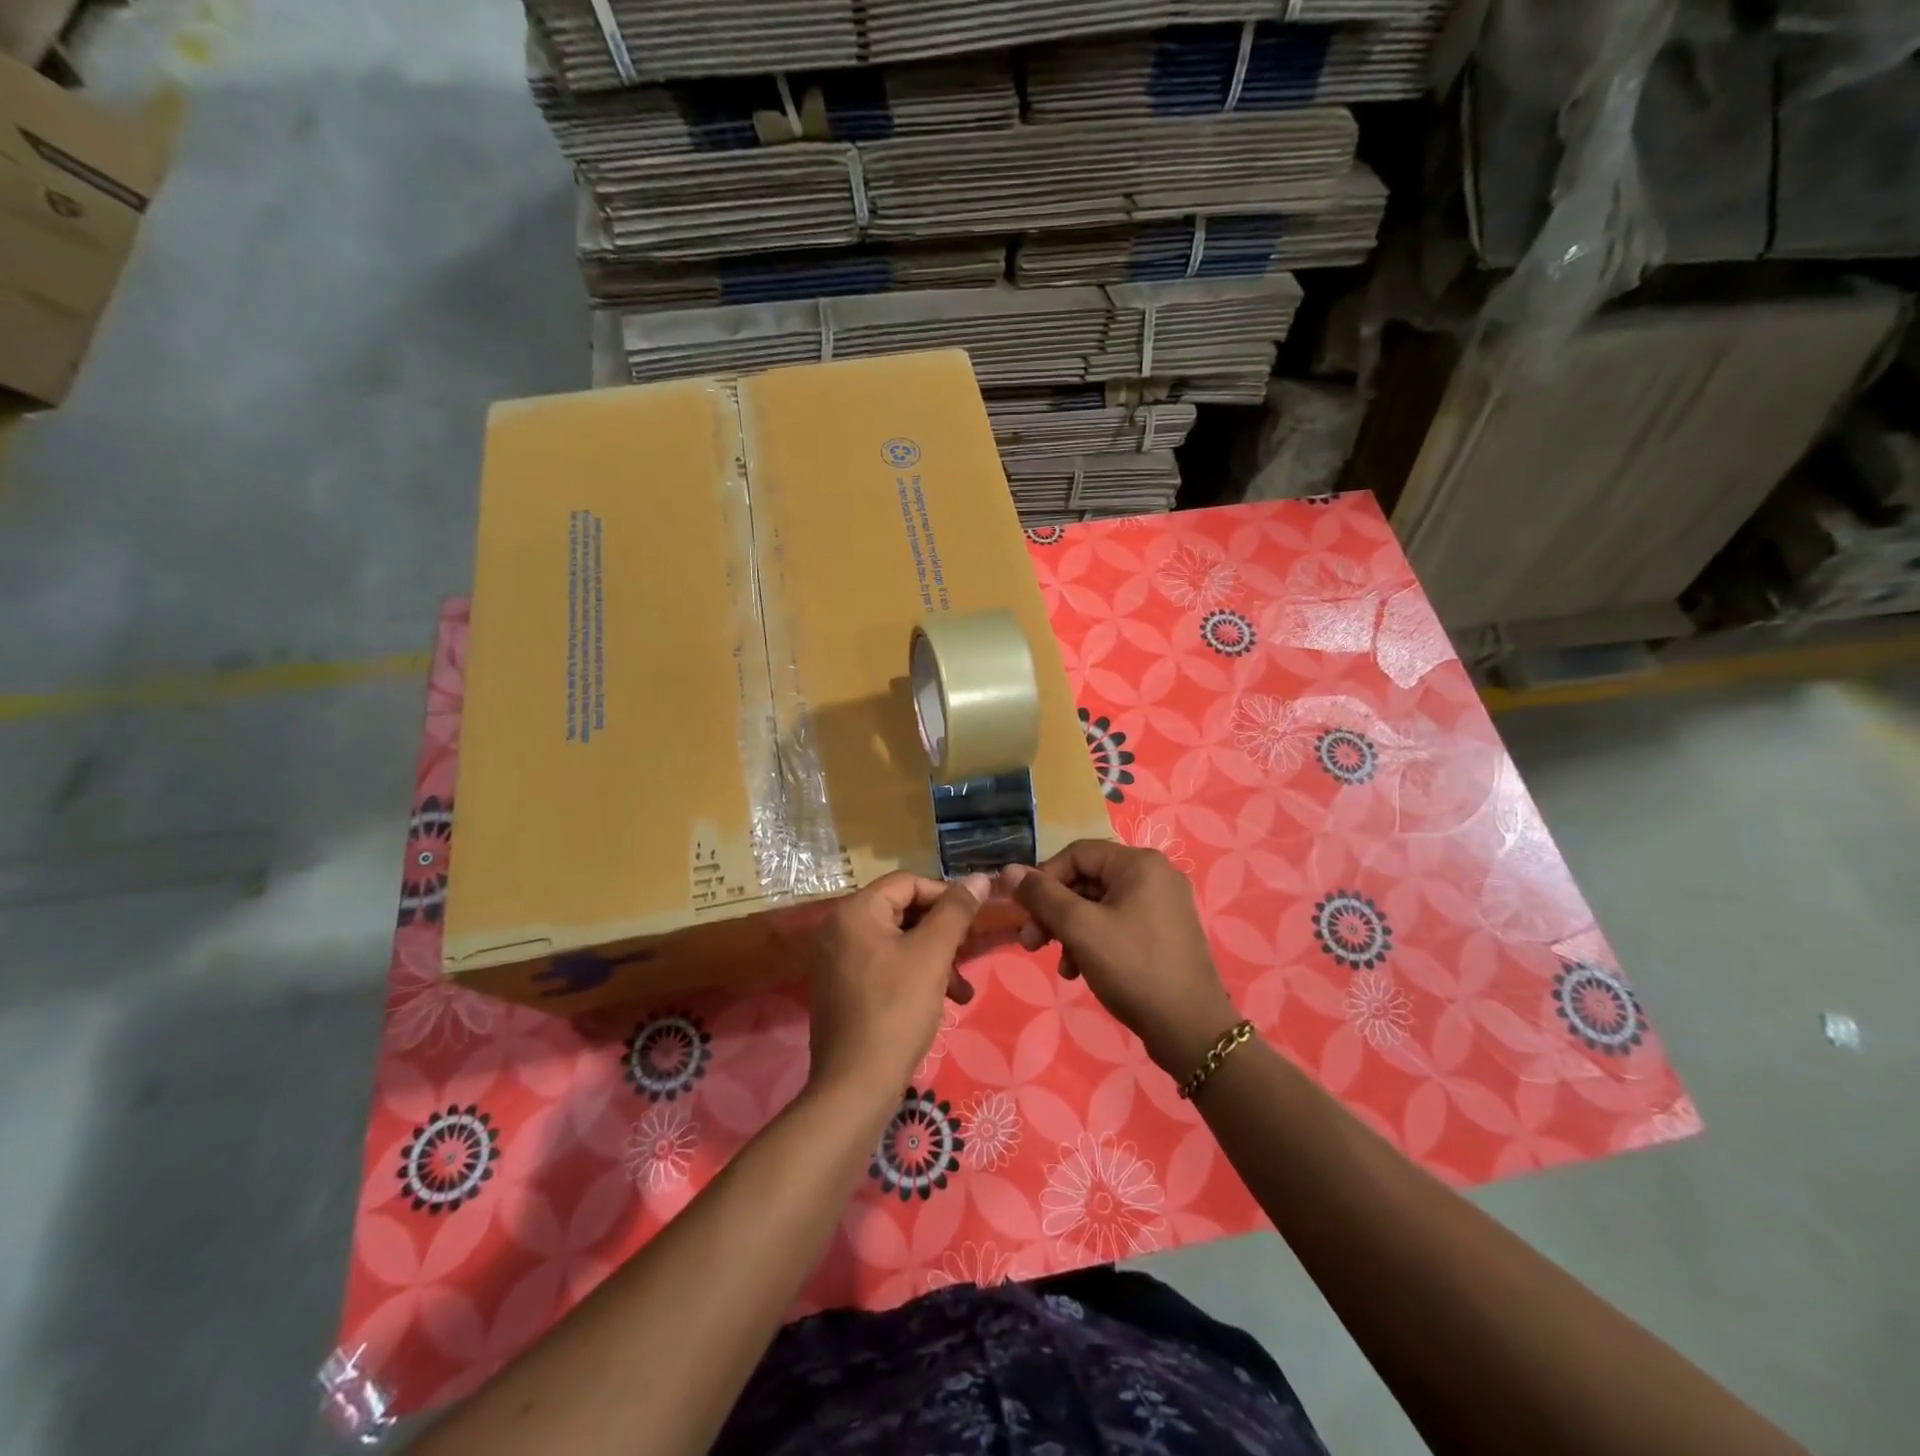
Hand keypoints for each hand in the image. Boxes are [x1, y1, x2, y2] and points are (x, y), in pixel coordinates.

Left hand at [806, 871, 989, 1100]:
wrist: (856, 1085)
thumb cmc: (896, 1010)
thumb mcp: (933, 955)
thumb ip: (956, 912)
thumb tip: (979, 878)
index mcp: (855, 911)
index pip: (907, 882)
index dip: (945, 895)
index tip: (974, 920)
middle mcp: (838, 928)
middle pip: (901, 911)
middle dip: (941, 933)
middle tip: (969, 954)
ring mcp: (835, 960)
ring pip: (896, 942)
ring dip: (933, 958)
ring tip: (961, 989)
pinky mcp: (840, 988)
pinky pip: (883, 965)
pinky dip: (912, 975)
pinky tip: (939, 1001)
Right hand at [1002, 842, 1238, 1076]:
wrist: (1191, 1029)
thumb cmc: (1132, 967)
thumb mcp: (1080, 928)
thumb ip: (1042, 896)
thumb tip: (1010, 870)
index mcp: (1139, 863)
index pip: (1076, 853)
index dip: (1044, 879)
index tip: (1024, 913)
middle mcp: (1154, 875)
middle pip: (1086, 880)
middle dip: (1054, 912)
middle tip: (1030, 943)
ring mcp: (1162, 905)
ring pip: (1098, 906)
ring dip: (1070, 932)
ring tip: (1060, 965)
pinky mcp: (1163, 933)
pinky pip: (1117, 924)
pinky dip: (1093, 943)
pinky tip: (1080, 971)